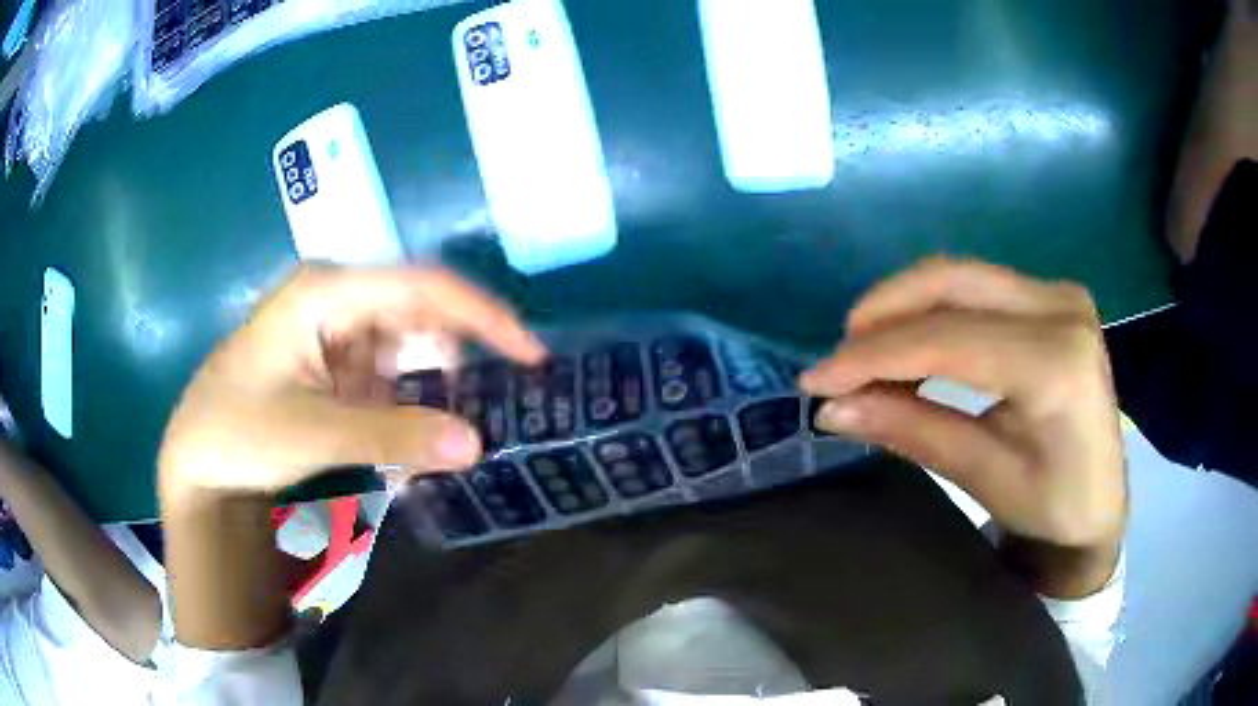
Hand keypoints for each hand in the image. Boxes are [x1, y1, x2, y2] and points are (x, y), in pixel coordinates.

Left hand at [159, 265, 545, 495]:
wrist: (196, 461)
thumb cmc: (238, 432)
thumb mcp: (314, 433)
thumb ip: (395, 435)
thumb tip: (477, 444)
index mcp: (327, 290)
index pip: (423, 286)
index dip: (483, 316)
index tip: (530, 356)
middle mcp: (336, 298)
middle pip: (419, 314)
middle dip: (457, 360)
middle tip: (491, 409)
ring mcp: (334, 331)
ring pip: (407, 349)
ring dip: (432, 391)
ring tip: (449, 437)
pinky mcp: (334, 363)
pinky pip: (388, 376)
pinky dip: (407, 407)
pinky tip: (413, 443)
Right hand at [798, 258, 1126, 596]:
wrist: (1099, 503)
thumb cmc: (1052, 506)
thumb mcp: (983, 475)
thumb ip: (912, 430)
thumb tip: (832, 407)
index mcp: (1056, 362)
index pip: (949, 338)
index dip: (875, 354)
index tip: (816, 380)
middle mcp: (1060, 307)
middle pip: (951, 282)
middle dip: (883, 314)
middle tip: (838, 358)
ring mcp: (1058, 294)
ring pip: (960, 277)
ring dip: (904, 309)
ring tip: (865, 354)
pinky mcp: (1051, 297)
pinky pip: (977, 288)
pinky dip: (933, 311)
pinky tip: (911, 345)